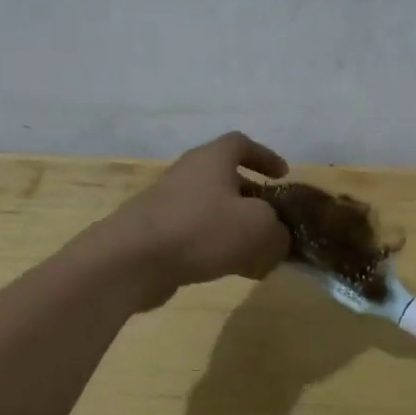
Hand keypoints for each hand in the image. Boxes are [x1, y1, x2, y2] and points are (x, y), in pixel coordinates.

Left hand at [104, 132, 292, 308]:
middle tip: (274, 219)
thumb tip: (278, 238)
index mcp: (212, 159)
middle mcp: (188, 174)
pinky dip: (217, 246)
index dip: (265, 156)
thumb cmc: (201, 230)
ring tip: (258, 251)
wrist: (132, 260)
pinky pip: (197, 234)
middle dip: (253, 198)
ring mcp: (169, 204)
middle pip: (226, 179)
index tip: (283, 175)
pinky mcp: (158, 233)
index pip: (241, 144)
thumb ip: (278, 231)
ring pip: (212, 209)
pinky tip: (232, 270)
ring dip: (236, 226)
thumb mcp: (258, 228)